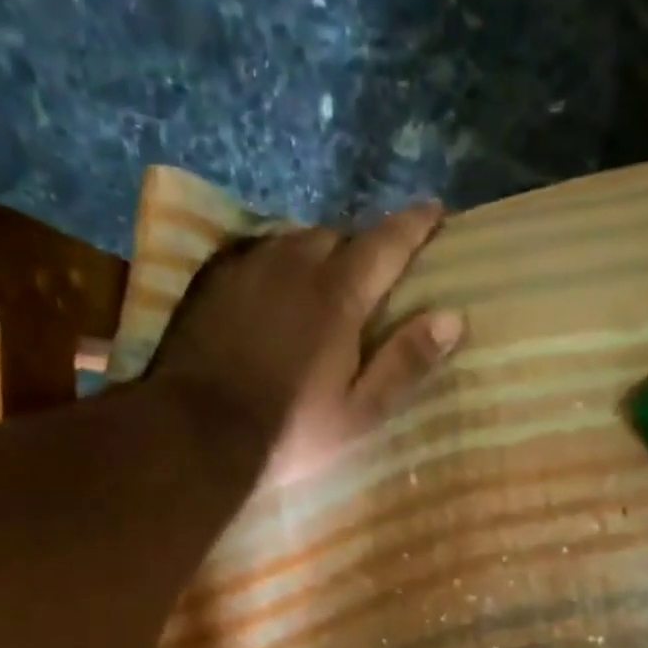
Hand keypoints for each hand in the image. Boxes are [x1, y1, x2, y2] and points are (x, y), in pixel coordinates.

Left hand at [149, 203, 465, 483]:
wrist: (193, 435)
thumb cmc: (288, 431)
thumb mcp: (359, 411)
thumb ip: (406, 362)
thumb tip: (453, 318)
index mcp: (337, 295)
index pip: (387, 242)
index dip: (416, 225)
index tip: (436, 212)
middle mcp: (293, 264)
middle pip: (339, 236)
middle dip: (362, 248)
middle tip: (373, 275)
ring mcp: (246, 267)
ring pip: (294, 241)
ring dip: (318, 254)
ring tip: (324, 282)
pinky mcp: (212, 281)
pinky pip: (256, 254)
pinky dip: (277, 264)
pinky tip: (275, 290)